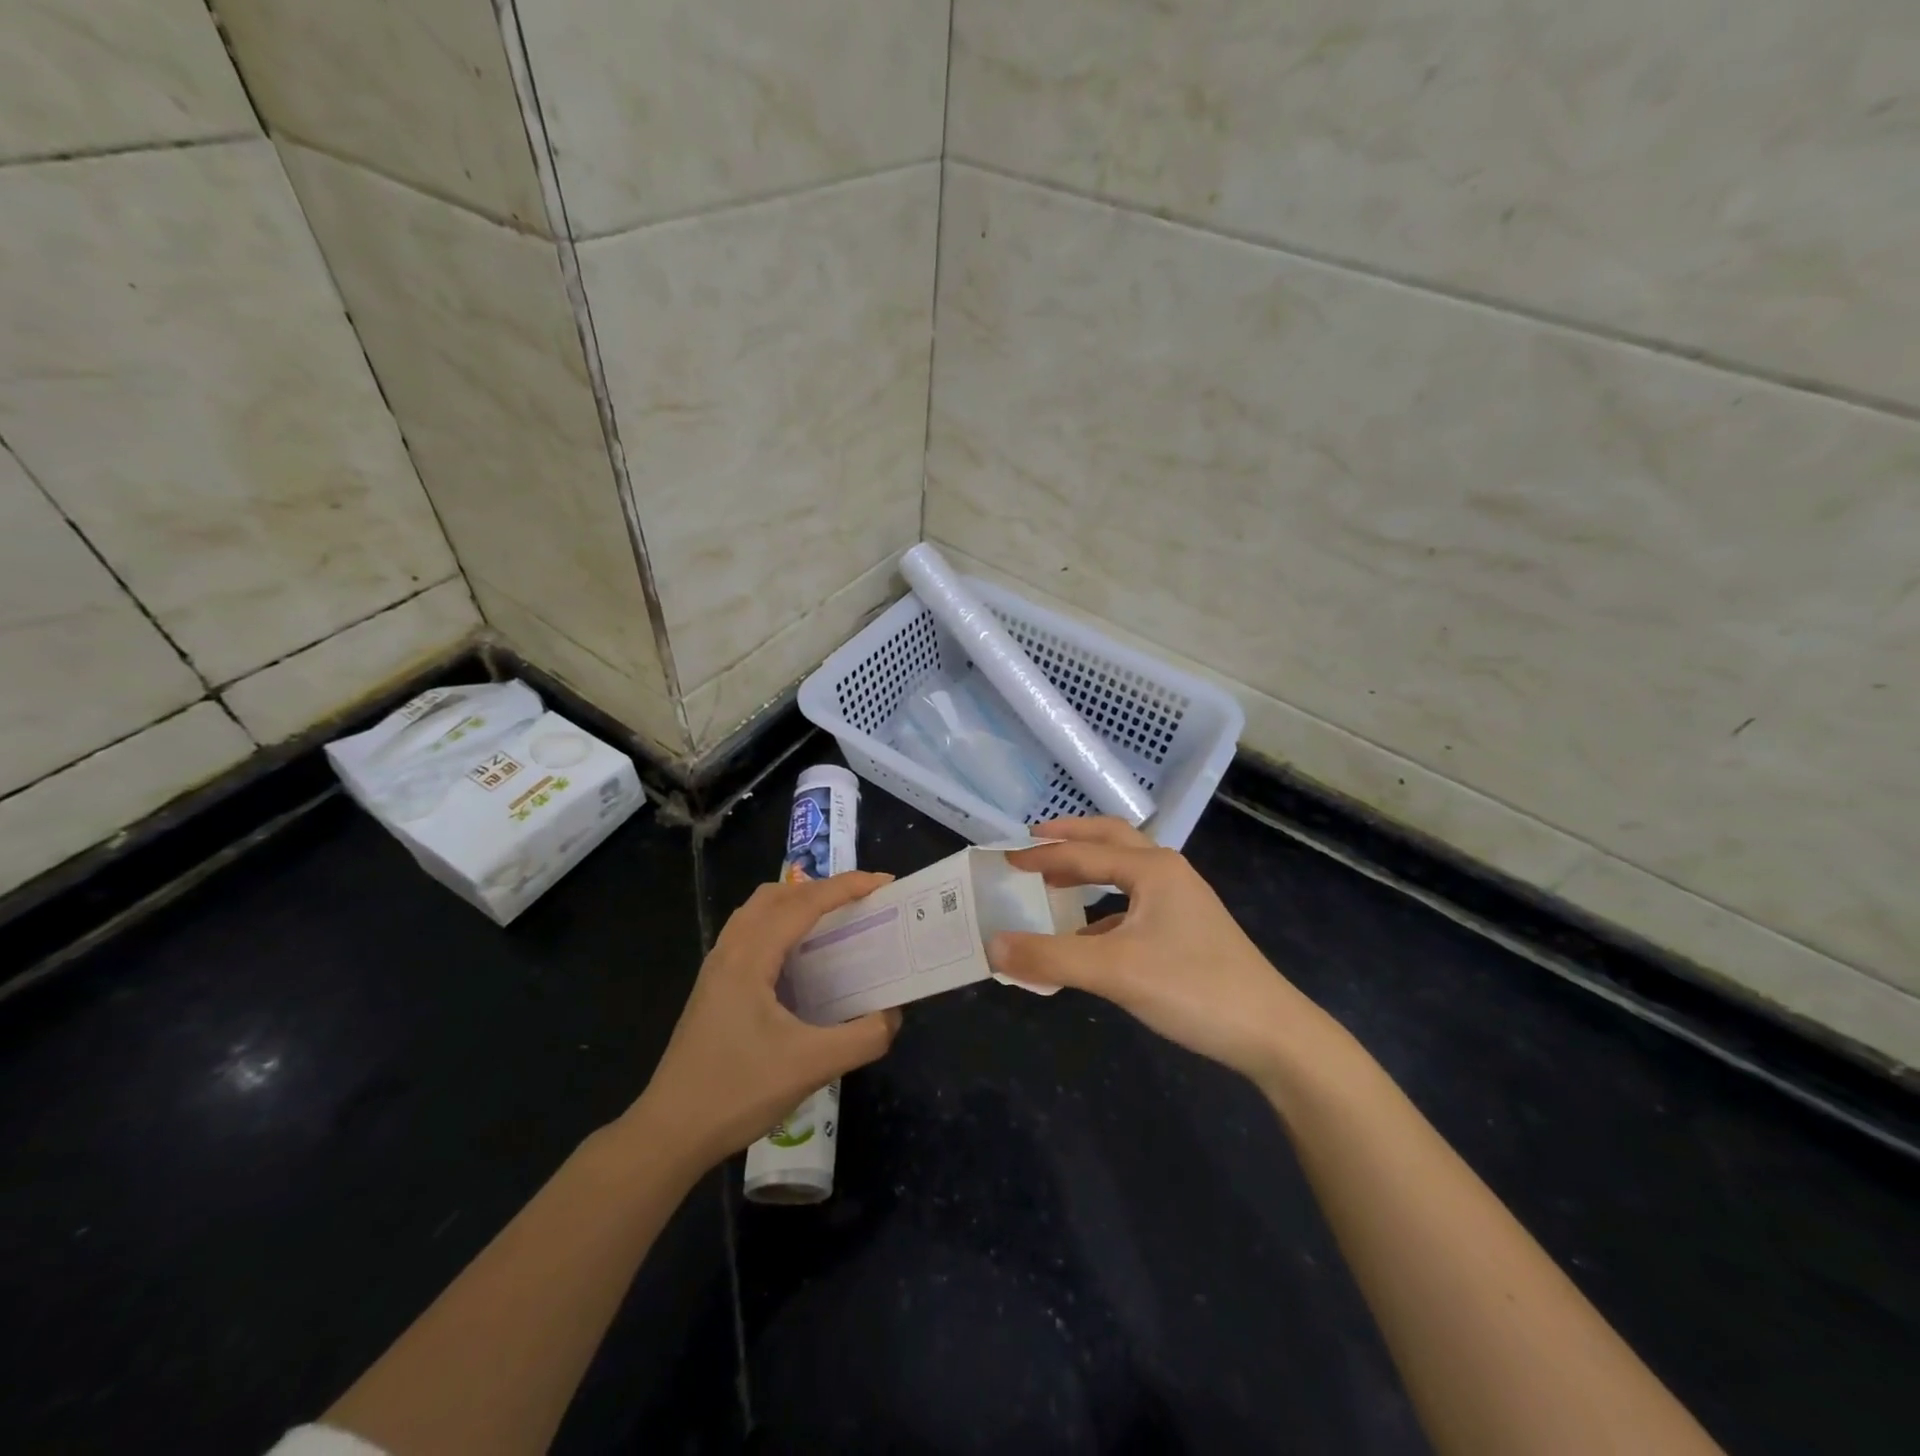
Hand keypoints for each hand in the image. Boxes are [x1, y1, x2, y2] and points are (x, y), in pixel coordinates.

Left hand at [629, 872, 901, 1167]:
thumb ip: (862, 1037)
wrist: (670, 1133)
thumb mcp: (811, 1066)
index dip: (846, 887)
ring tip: (831, 921)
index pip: (804, 903)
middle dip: (820, 889)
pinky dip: (779, 926)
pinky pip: (749, 934)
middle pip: (776, 895)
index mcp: (750, 957)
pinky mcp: (713, 988)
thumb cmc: (738, 1091)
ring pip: (757, 912)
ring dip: (796, 904)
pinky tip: (797, 960)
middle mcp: (730, 951)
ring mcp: (716, 969)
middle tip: (858, 901)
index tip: (883, 882)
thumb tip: (893, 1015)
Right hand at [988, 818, 1324, 1082]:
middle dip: (1072, 837)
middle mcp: (1168, 874)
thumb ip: (1050, 958)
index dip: (1041, 856)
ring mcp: (1182, 902)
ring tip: (1055, 879)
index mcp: (1152, 869)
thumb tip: (993, 946)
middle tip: (1033, 839)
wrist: (1272, 1033)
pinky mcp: (1187, 930)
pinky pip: (1135, 904)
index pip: (1083, 853)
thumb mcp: (1115, 972)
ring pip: (1126, 870)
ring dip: (1090, 868)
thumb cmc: (1193, 988)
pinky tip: (1087, 936)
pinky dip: (1104, 907)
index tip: (1005, 859)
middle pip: (1112, 840)